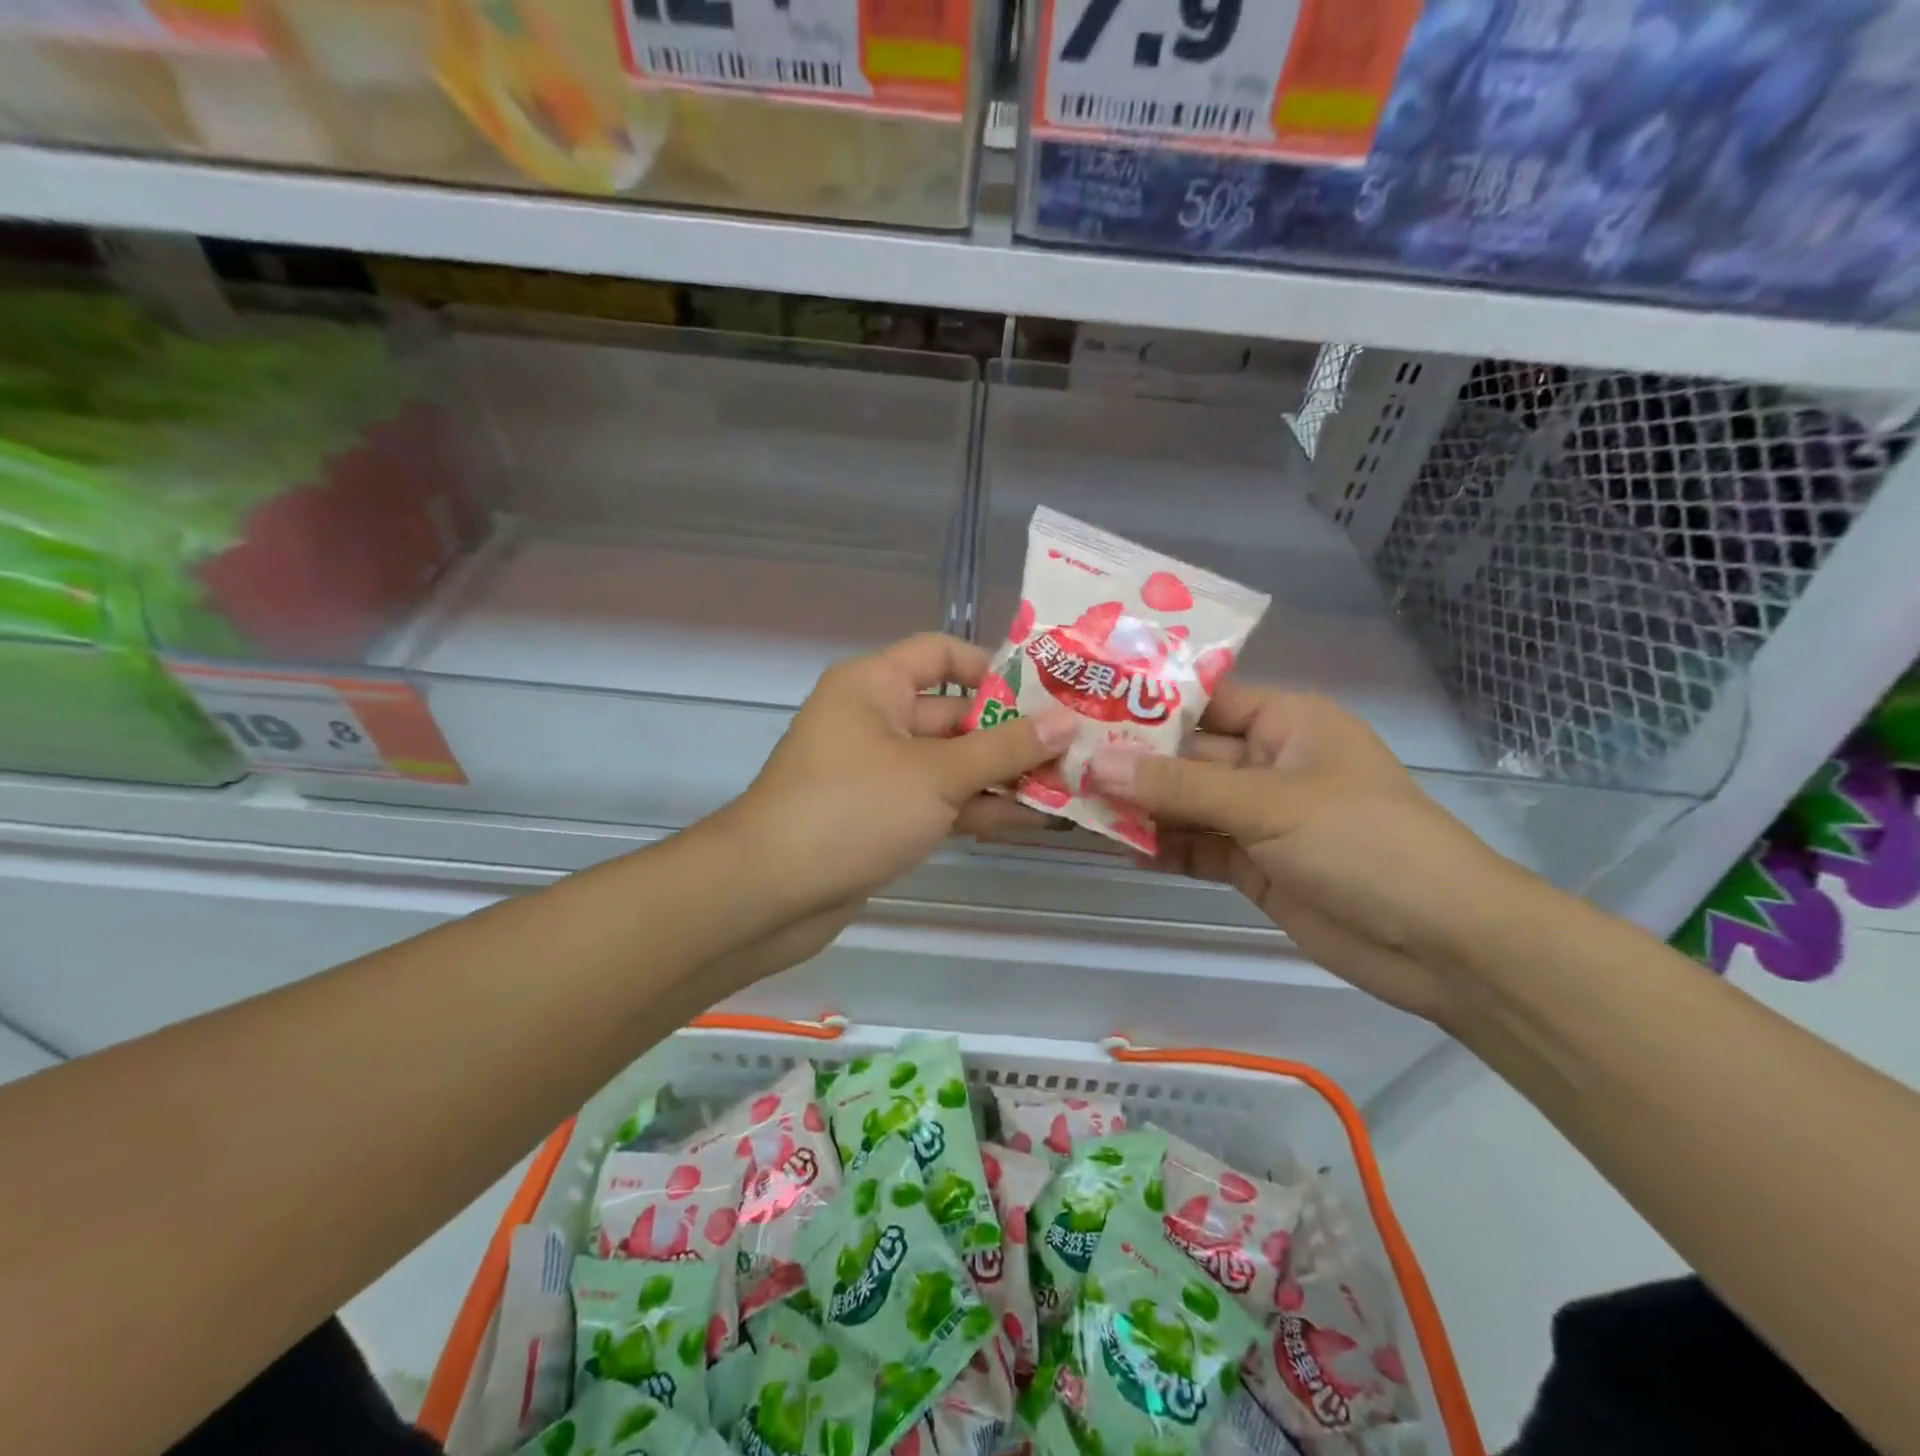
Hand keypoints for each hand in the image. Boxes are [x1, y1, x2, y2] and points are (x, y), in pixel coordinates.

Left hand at [731, 633, 1078, 919]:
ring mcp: (880, 772)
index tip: (1048, 693)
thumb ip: (1004, 749)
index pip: (942, 654)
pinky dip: (978, 808)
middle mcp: (877, 718)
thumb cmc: (852, 809)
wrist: (771, 892)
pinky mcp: (884, 817)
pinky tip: (1034, 820)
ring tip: (1070, 786)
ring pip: (952, 763)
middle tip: (1077, 748)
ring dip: (1003, 776)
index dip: (994, 668)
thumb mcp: (937, 774)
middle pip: (956, 713)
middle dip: (1013, 733)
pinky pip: (940, 801)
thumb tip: (1066, 722)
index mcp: (876, 684)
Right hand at [1088, 684, 1530, 1023]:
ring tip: (1069, 800)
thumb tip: (1094, 764)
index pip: (1204, 699)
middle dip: (1129, 761)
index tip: (1083, 700)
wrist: (1441, 945)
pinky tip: (1112, 844)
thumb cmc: (1364, 843)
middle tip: (1061, 758)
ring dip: (1137, 807)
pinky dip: (1159, 846)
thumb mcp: (1269, 804)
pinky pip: (1194, 846)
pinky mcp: (1252, 865)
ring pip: (1184, 804)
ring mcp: (1258, 818)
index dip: (1146, 701)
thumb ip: (1179, 788)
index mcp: (1287, 724)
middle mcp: (1268, 763)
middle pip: (1186, 756)